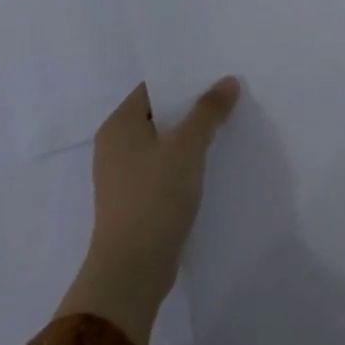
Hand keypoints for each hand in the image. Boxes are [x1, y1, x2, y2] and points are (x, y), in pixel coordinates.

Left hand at [54, 77, 240, 344]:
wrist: (132, 270)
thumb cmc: (154, 196)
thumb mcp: (187, 146)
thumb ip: (208, 110)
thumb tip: (228, 81)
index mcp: (119, 125)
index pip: (154, 88)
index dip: (185, 80)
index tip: (217, 75)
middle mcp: (115, 145)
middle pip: (160, 114)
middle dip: (193, 107)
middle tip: (229, 96)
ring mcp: (124, 175)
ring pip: (164, 143)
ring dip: (192, 136)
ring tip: (227, 126)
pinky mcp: (136, 200)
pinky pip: (165, 168)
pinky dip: (186, 162)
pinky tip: (213, 162)